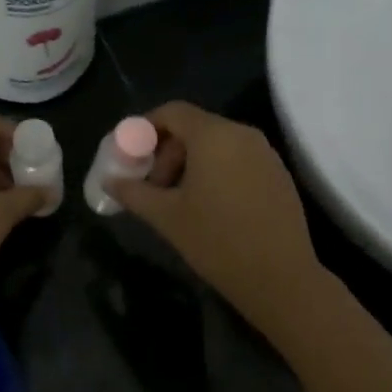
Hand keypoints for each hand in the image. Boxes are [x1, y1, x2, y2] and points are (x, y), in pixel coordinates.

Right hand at [107, 101, 325, 326]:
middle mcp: (242, 134)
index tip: (132, 156)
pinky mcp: (279, 174)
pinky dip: (217, 171)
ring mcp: (265, 154)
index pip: (172, 112)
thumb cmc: (217, 241)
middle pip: (195, 127)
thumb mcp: (166, 217)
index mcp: (213, 136)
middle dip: (168, 151)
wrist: (281, 278)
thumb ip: (133, 192)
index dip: (146, 128)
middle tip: (154, 187)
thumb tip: (110, 181)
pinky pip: (239, 159)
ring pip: (218, 144)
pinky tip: (211, 207)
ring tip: (179, 200)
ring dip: (191, 163)